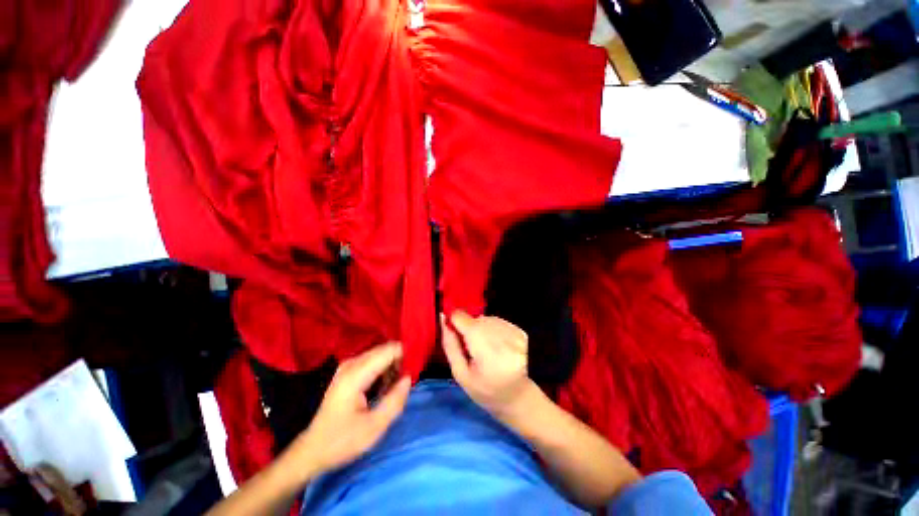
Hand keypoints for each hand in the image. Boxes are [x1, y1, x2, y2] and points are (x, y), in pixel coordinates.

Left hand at [282, 342, 410, 478]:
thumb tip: (409, 377)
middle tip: (406, 383)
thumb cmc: (342, 441)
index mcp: (356, 375)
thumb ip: (395, 400)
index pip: (389, 350)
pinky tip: (384, 388)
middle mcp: (351, 364)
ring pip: (380, 354)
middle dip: (400, 361)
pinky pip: (372, 361)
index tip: (415, 371)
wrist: (312, 450)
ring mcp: (347, 366)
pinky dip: (383, 370)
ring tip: (395, 388)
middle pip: (385, 349)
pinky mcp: (347, 372)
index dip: (406, 356)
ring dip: (392, 367)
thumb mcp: (374, 428)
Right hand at [441, 310, 533, 416]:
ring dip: (481, 330)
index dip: (454, 322)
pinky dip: (493, 331)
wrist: (519, 397)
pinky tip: (497, 348)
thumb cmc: (486, 390)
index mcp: (483, 344)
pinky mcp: (519, 330)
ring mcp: (511, 329)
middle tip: (472, 352)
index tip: (454, 335)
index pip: (461, 317)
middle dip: (469, 331)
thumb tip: (443, 319)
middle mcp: (499, 331)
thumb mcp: (461, 374)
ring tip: (486, 351)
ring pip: (485, 319)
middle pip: (474, 319)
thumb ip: (450, 345)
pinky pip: (497, 322)